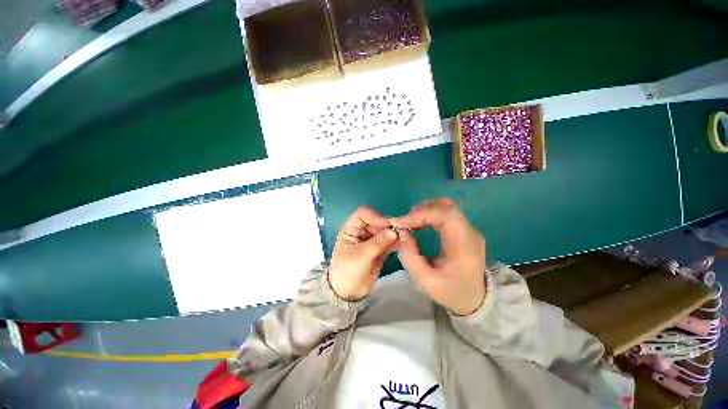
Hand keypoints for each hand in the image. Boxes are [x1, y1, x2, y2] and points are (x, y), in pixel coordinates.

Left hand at [329, 207, 398, 300]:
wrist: (349, 292)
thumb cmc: (348, 271)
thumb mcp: (360, 256)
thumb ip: (377, 243)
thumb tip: (394, 232)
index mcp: (351, 229)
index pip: (363, 214)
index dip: (375, 216)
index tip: (388, 225)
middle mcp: (362, 231)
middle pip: (377, 222)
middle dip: (388, 226)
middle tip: (401, 233)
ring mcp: (372, 240)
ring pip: (385, 231)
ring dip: (394, 234)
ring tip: (405, 238)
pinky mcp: (380, 249)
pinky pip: (389, 241)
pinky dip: (396, 242)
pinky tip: (403, 244)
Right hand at [392, 198, 485, 315]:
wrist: (474, 298)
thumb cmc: (451, 292)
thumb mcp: (426, 282)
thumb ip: (410, 257)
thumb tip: (402, 233)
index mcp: (465, 246)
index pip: (446, 215)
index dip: (421, 214)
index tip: (401, 223)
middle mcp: (469, 232)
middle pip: (446, 206)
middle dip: (421, 210)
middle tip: (404, 222)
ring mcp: (468, 228)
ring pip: (445, 206)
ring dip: (424, 210)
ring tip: (410, 222)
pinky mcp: (462, 228)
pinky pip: (445, 212)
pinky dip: (429, 213)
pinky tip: (419, 223)